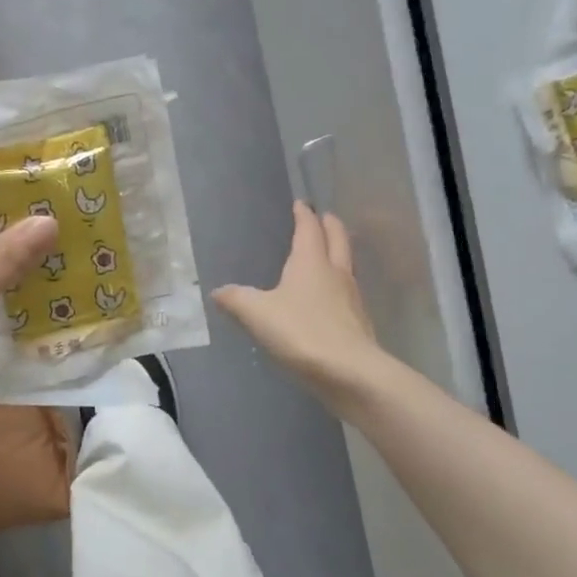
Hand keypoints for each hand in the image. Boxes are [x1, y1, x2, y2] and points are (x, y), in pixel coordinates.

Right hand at [212, 201, 385, 410]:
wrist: (350, 372)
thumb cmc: (302, 332)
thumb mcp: (257, 314)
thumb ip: (237, 300)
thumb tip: (218, 291)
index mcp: (311, 262)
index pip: (309, 229)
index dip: (304, 215)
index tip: (301, 204)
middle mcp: (335, 273)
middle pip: (338, 240)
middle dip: (330, 226)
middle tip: (324, 217)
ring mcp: (352, 298)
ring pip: (347, 265)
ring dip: (339, 253)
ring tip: (328, 253)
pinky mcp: (358, 323)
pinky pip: (348, 293)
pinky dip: (339, 285)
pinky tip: (330, 298)